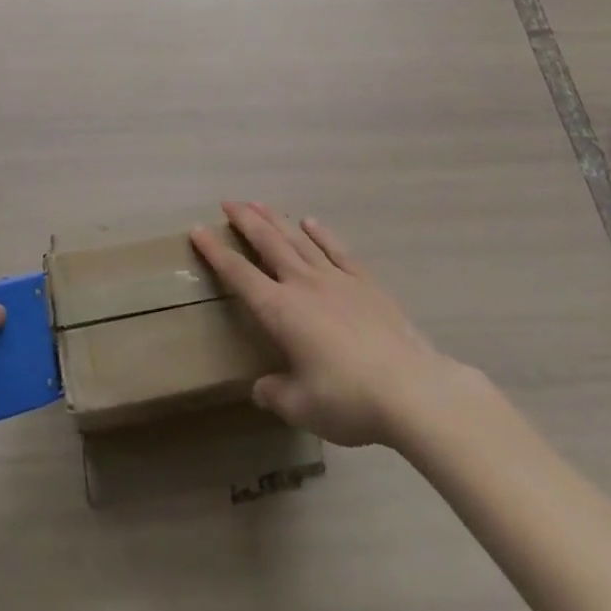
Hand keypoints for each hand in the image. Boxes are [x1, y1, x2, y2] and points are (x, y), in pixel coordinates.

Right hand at [192, 202, 460, 447]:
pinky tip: (311, 222)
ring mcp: (337, 279)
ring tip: (259, 203)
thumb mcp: (302, 408)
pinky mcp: (366, 283)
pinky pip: (338, 250)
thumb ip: (276, 394)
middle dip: (245, 221)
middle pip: (268, 243)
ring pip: (299, 240)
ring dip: (277, 219)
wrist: (411, 389)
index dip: (216, 252)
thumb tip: (261, 388)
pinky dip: (322, 234)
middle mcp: (303, 285)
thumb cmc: (348, 399)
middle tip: (228, 202)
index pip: (239, 275)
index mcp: (280, 311)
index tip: (198, 230)